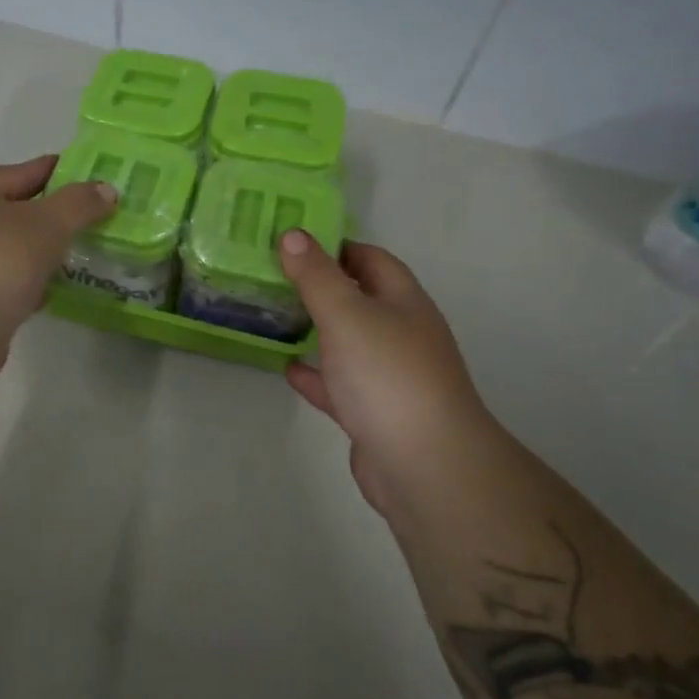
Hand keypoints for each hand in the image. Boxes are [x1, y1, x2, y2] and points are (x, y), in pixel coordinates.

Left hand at [0, 155, 116, 375]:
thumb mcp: (45, 226)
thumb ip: (78, 204)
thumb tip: (105, 189)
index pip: (19, 172)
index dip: (58, 172)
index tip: (93, 177)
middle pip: (11, 210)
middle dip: (51, 214)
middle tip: (92, 218)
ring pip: (6, 248)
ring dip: (39, 250)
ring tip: (78, 253)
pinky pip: (0, 280)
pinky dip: (26, 280)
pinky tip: (51, 290)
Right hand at [278, 232, 490, 519]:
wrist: (424, 464)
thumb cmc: (387, 376)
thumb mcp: (347, 314)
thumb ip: (317, 276)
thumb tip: (293, 234)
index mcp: (404, 302)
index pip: (372, 259)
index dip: (336, 246)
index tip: (294, 242)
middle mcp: (402, 334)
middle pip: (361, 299)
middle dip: (322, 286)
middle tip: (275, 276)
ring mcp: (390, 376)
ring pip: (349, 342)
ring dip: (317, 330)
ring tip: (276, 317)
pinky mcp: (374, 413)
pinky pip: (340, 384)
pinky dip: (316, 375)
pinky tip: (288, 369)